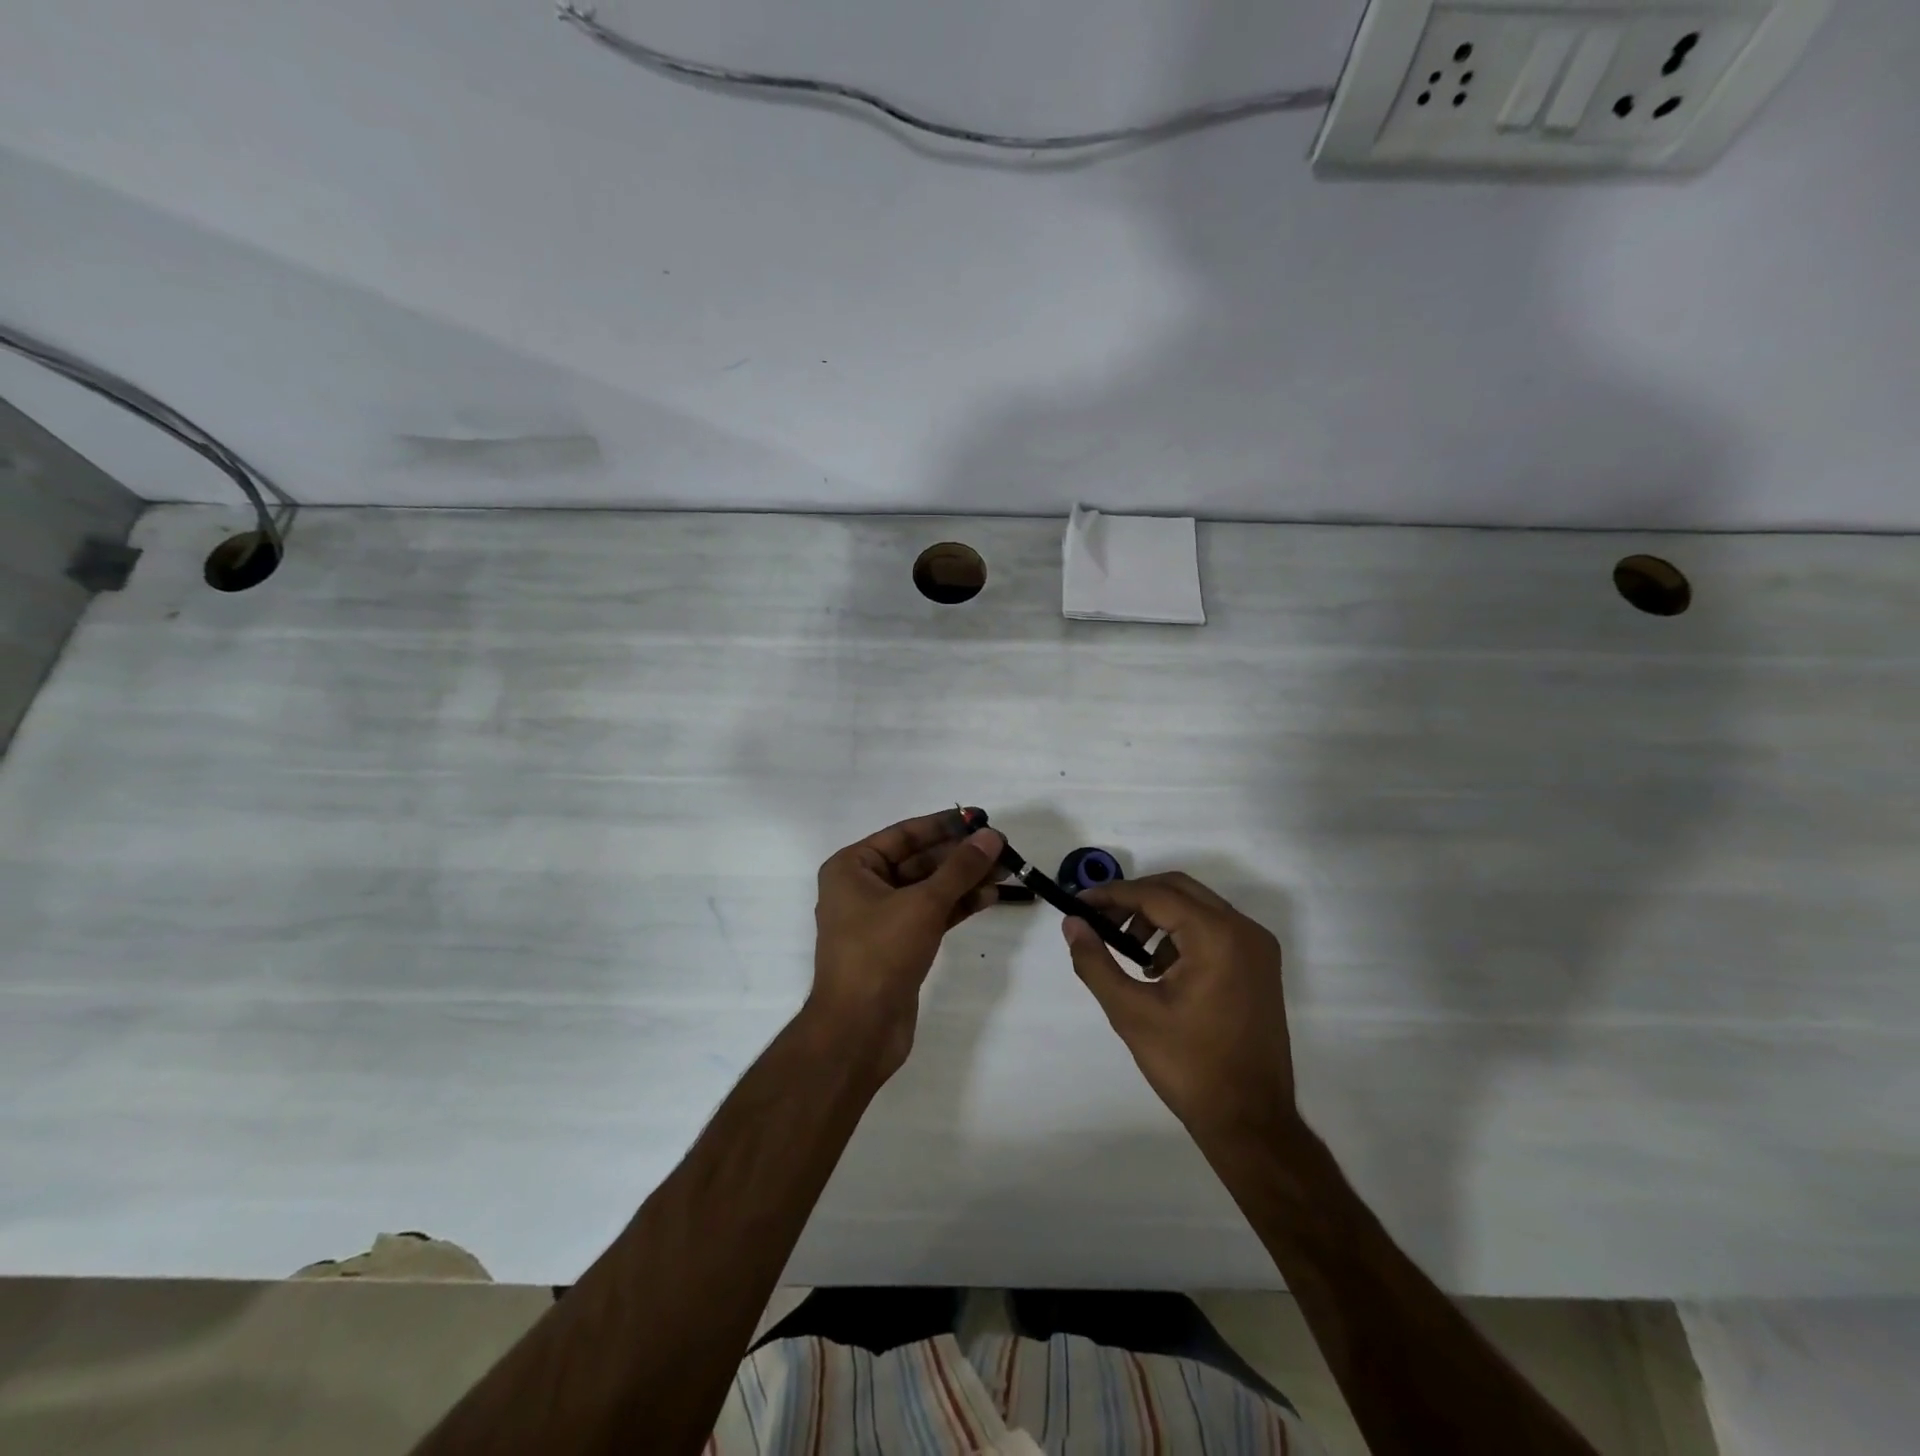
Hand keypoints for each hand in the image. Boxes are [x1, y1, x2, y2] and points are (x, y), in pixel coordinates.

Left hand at [810, 811, 1005, 1079]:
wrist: (859, 1029)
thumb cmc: (880, 953)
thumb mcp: (923, 904)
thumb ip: (960, 868)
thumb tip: (992, 836)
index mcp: (852, 867)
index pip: (905, 834)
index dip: (945, 825)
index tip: (981, 818)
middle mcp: (862, 887)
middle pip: (919, 861)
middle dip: (960, 856)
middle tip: (1002, 848)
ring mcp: (880, 919)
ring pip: (928, 889)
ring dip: (964, 880)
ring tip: (1006, 871)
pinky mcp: (898, 945)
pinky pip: (930, 914)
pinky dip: (957, 905)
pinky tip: (989, 897)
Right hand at [1062, 872, 1297, 1142]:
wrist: (1251, 1122)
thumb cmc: (1189, 1066)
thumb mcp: (1131, 1013)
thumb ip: (1095, 962)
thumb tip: (1072, 923)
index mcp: (1217, 936)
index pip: (1155, 894)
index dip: (1112, 894)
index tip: (1078, 903)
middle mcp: (1243, 930)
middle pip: (1178, 889)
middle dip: (1134, 899)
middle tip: (1099, 921)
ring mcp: (1257, 948)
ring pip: (1197, 906)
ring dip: (1157, 915)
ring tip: (1127, 949)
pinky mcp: (1259, 966)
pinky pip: (1214, 929)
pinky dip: (1181, 933)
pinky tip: (1157, 967)